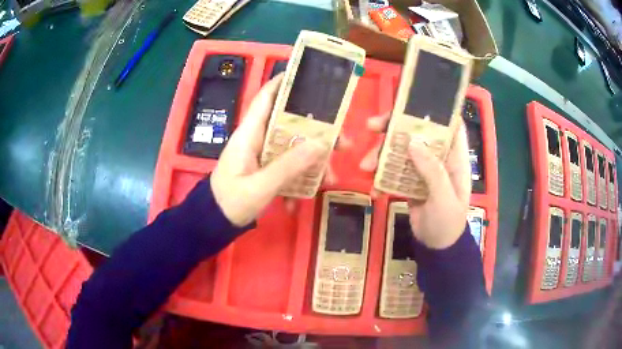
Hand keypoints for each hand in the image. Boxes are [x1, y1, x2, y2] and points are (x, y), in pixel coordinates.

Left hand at [211, 74, 326, 226]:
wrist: (214, 223)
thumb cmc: (230, 202)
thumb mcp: (260, 186)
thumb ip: (288, 166)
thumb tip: (321, 144)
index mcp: (249, 134)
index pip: (265, 98)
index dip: (282, 83)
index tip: (307, 76)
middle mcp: (257, 139)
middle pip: (289, 123)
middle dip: (316, 131)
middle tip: (342, 142)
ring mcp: (261, 155)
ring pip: (293, 146)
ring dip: (313, 160)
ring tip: (329, 178)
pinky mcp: (265, 168)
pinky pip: (288, 165)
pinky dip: (299, 178)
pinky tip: (304, 198)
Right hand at [360, 114, 470, 248]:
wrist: (436, 247)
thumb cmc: (448, 223)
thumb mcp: (443, 198)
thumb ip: (432, 171)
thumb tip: (413, 142)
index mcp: (454, 158)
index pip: (450, 125)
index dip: (436, 112)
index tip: (412, 104)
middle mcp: (439, 159)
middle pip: (418, 134)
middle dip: (395, 128)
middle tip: (371, 126)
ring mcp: (423, 170)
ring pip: (402, 151)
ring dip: (382, 155)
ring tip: (364, 166)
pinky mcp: (410, 181)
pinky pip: (394, 171)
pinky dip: (382, 176)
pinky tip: (373, 188)